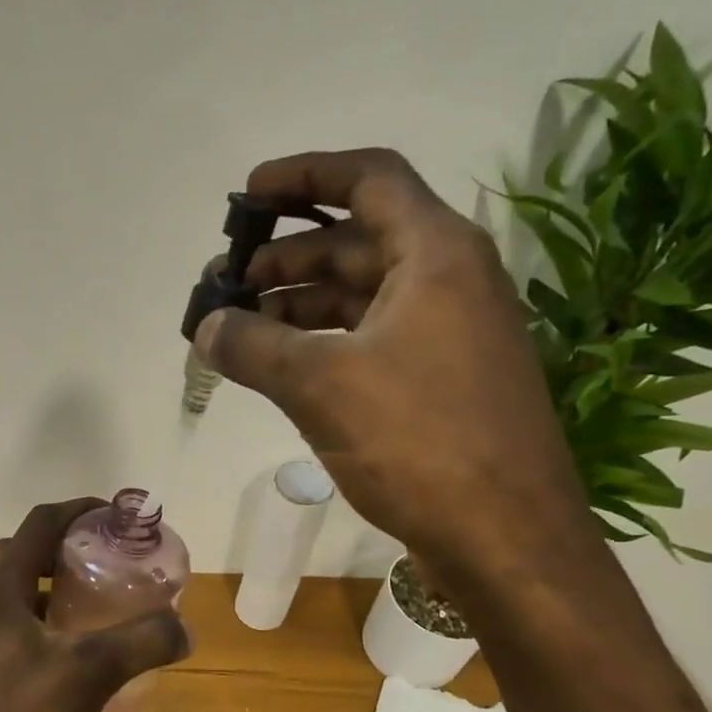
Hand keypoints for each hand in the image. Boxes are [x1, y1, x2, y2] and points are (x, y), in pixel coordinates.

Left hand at [0, 498, 190, 711]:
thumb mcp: (90, 673)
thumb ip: (142, 642)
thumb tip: (186, 629)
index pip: (39, 525)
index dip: (79, 510)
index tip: (119, 515)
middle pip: (26, 555)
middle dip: (68, 546)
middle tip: (111, 559)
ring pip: (22, 596)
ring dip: (59, 588)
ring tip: (104, 601)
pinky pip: (21, 632)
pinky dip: (52, 626)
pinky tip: (84, 655)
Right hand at [195, 148, 598, 590]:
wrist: (506, 537)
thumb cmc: (419, 443)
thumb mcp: (321, 385)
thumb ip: (252, 346)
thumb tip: (205, 327)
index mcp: (435, 254)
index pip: (368, 179)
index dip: (304, 174)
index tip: (248, 195)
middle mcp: (449, 280)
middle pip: (357, 240)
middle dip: (286, 255)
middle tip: (226, 282)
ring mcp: (448, 333)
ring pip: (361, 295)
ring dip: (298, 304)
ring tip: (239, 326)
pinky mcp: (440, 381)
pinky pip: (371, 339)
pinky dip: (322, 343)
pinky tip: (280, 365)